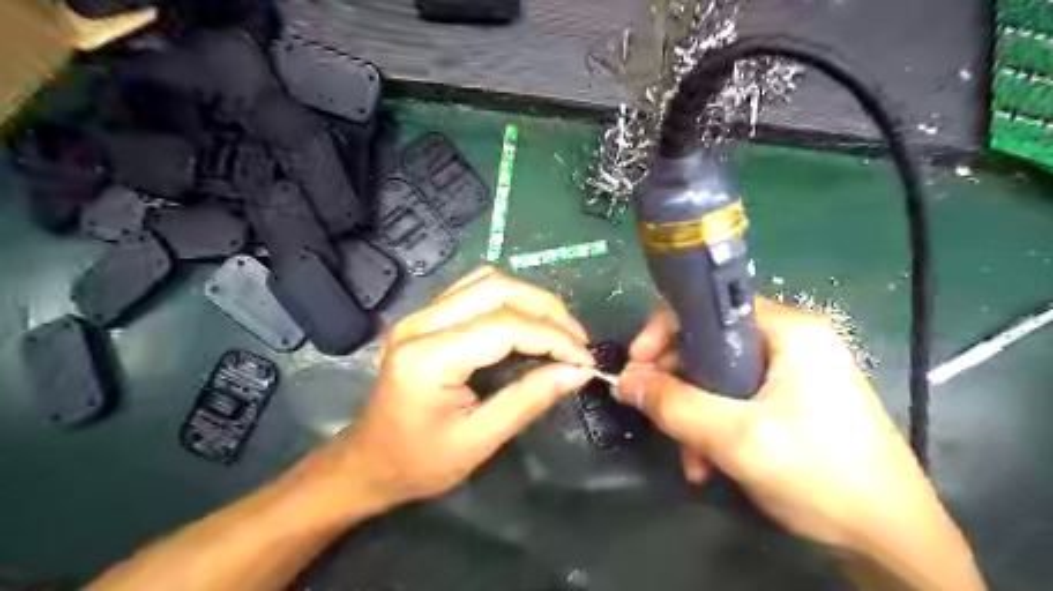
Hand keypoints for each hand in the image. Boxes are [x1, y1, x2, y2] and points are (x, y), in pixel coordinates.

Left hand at [308, 265, 591, 514]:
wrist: (368, 462)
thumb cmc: (419, 462)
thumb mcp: (479, 440)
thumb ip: (528, 399)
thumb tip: (577, 372)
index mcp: (428, 357)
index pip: (504, 327)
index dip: (552, 338)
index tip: (584, 359)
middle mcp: (421, 322)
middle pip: (497, 288)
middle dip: (547, 309)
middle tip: (577, 340)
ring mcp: (419, 314)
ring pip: (487, 281)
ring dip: (530, 300)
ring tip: (558, 331)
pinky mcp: (425, 317)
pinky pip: (474, 290)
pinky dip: (509, 300)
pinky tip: (525, 323)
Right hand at [619, 299, 949, 548]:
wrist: (893, 545)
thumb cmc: (821, 475)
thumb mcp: (737, 438)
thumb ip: (674, 405)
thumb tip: (623, 382)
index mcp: (790, 330)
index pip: (709, 308)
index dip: (666, 332)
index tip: (637, 366)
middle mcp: (792, 342)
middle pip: (710, 346)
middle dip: (677, 385)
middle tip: (652, 413)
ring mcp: (793, 374)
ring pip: (718, 379)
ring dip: (693, 415)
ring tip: (689, 458)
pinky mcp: (791, 402)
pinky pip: (735, 402)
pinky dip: (714, 429)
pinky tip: (708, 465)